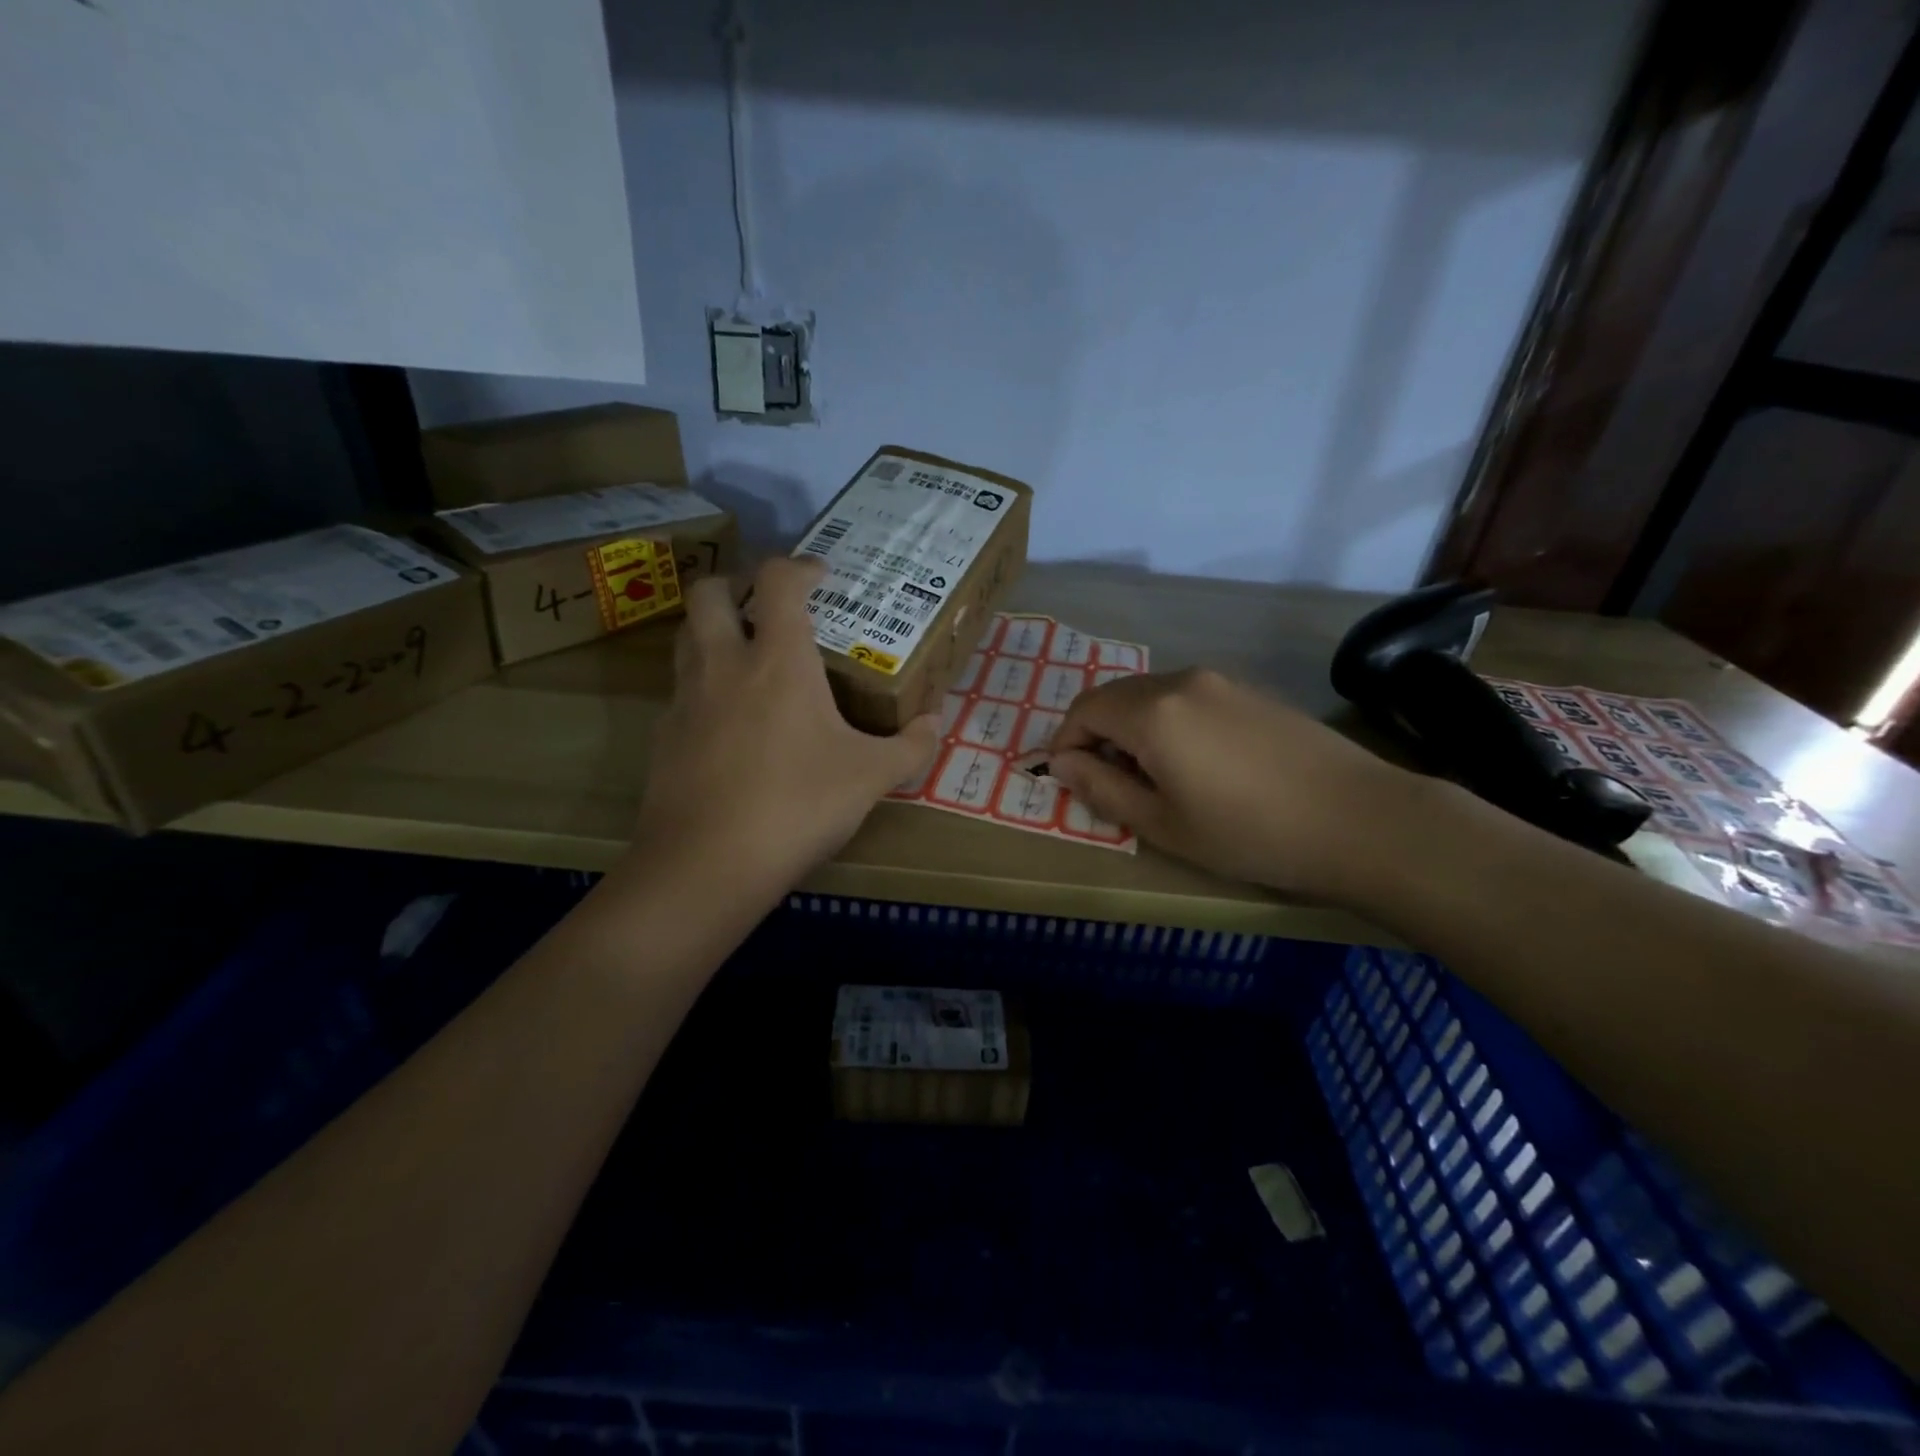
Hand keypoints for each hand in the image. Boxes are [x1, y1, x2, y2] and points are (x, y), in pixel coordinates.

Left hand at [635, 556, 940, 897]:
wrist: (708, 863)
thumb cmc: (798, 805)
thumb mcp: (870, 778)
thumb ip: (910, 747)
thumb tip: (936, 725)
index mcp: (777, 660)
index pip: (778, 581)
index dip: (800, 566)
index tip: (820, 576)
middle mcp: (724, 664)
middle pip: (709, 592)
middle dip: (736, 583)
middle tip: (766, 604)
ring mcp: (686, 700)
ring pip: (687, 637)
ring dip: (714, 630)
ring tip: (748, 657)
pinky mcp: (663, 737)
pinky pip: (682, 691)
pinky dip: (704, 687)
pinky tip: (730, 723)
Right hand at [1048, 668, 1424, 900]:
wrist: (1359, 820)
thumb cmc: (1249, 832)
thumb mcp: (1163, 824)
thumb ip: (1102, 788)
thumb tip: (1062, 764)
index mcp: (1153, 712)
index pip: (1083, 710)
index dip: (1065, 743)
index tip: (1067, 780)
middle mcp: (1181, 681)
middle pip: (1114, 696)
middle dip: (1095, 734)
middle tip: (1104, 782)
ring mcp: (1221, 682)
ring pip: (1151, 695)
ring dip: (1131, 728)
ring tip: (1149, 777)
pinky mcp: (1250, 691)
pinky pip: (1186, 698)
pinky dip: (1166, 722)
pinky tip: (1193, 762)